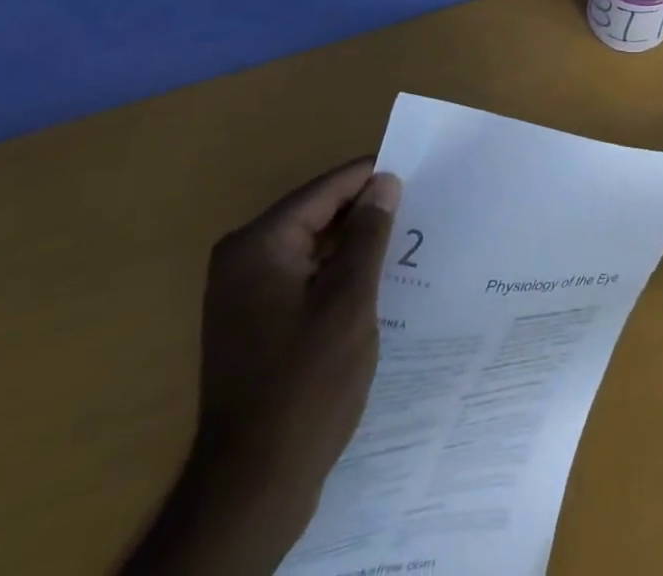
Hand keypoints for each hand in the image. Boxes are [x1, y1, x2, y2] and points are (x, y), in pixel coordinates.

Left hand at [123, 158, 400, 575]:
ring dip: (353, 245)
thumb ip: (368, 234)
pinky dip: (335, 273)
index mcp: (259, 244)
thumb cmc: (306, 385)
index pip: (325, 189)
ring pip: (311, 246)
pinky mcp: (253, 322)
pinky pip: (302, 276)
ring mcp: (243, 293)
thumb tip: (385, 182)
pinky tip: (374, 280)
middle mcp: (242, 258)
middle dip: (364, 212)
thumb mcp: (349, 301)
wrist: (252, 489)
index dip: (372, 179)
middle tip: (419, 209)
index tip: (419, 174)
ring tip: (405, 241)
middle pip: (315, 214)